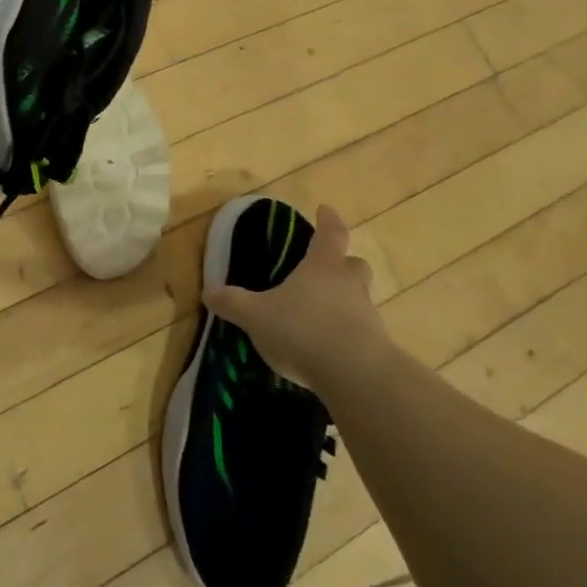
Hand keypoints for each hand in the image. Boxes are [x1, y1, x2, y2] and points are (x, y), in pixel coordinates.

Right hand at [202, 206, 390, 391]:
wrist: (355, 376)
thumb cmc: (302, 330)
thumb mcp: (256, 316)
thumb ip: (233, 303)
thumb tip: (209, 292)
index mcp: (323, 266)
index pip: (330, 232)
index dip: (327, 220)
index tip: (325, 210)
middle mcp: (349, 284)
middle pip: (354, 264)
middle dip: (343, 264)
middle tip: (328, 269)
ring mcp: (368, 316)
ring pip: (360, 299)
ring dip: (345, 302)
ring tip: (322, 316)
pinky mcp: (377, 348)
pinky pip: (362, 333)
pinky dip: (348, 336)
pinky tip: (329, 351)